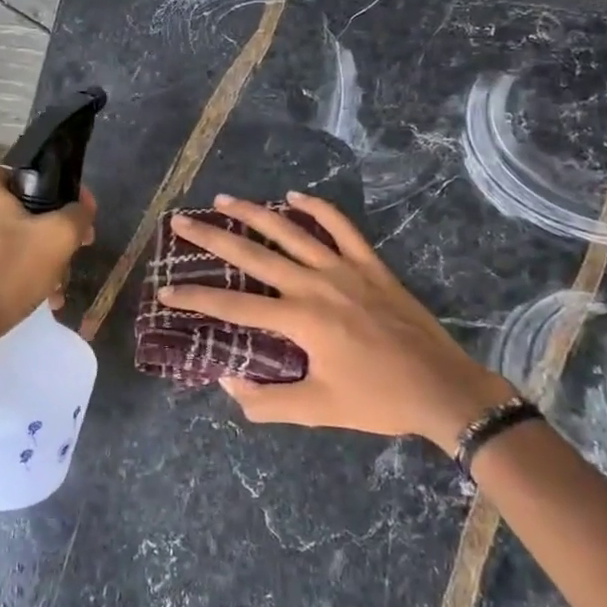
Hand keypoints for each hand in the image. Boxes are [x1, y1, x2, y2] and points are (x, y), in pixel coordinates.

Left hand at [0, 165, 95, 344]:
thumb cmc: (7, 271)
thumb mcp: (57, 237)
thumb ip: (78, 213)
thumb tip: (83, 206)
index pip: (39, 177)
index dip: (67, 198)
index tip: (82, 224)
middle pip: (30, 209)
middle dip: (56, 236)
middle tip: (74, 256)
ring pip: (19, 234)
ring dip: (43, 258)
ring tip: (58, 286)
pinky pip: (3, 253)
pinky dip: (23, 269)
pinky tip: (42, 294)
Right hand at [158, 192, 514, 451]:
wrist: (441, 387)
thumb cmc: (377, 400)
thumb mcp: (318, 410)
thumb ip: (267, 400)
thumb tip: (227, 381)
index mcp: (299, 320)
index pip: (234, 307)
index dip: (196, 299)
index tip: (165, 290)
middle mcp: (314, 284)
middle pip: (253, 255)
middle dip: (211, 238)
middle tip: (180, 222)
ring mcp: (343, 268)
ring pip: (290, 231)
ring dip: (252, 213)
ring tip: (222, 200)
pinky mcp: (369, 263)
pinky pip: (339, 226)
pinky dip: (316, 208)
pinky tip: (293, 196)